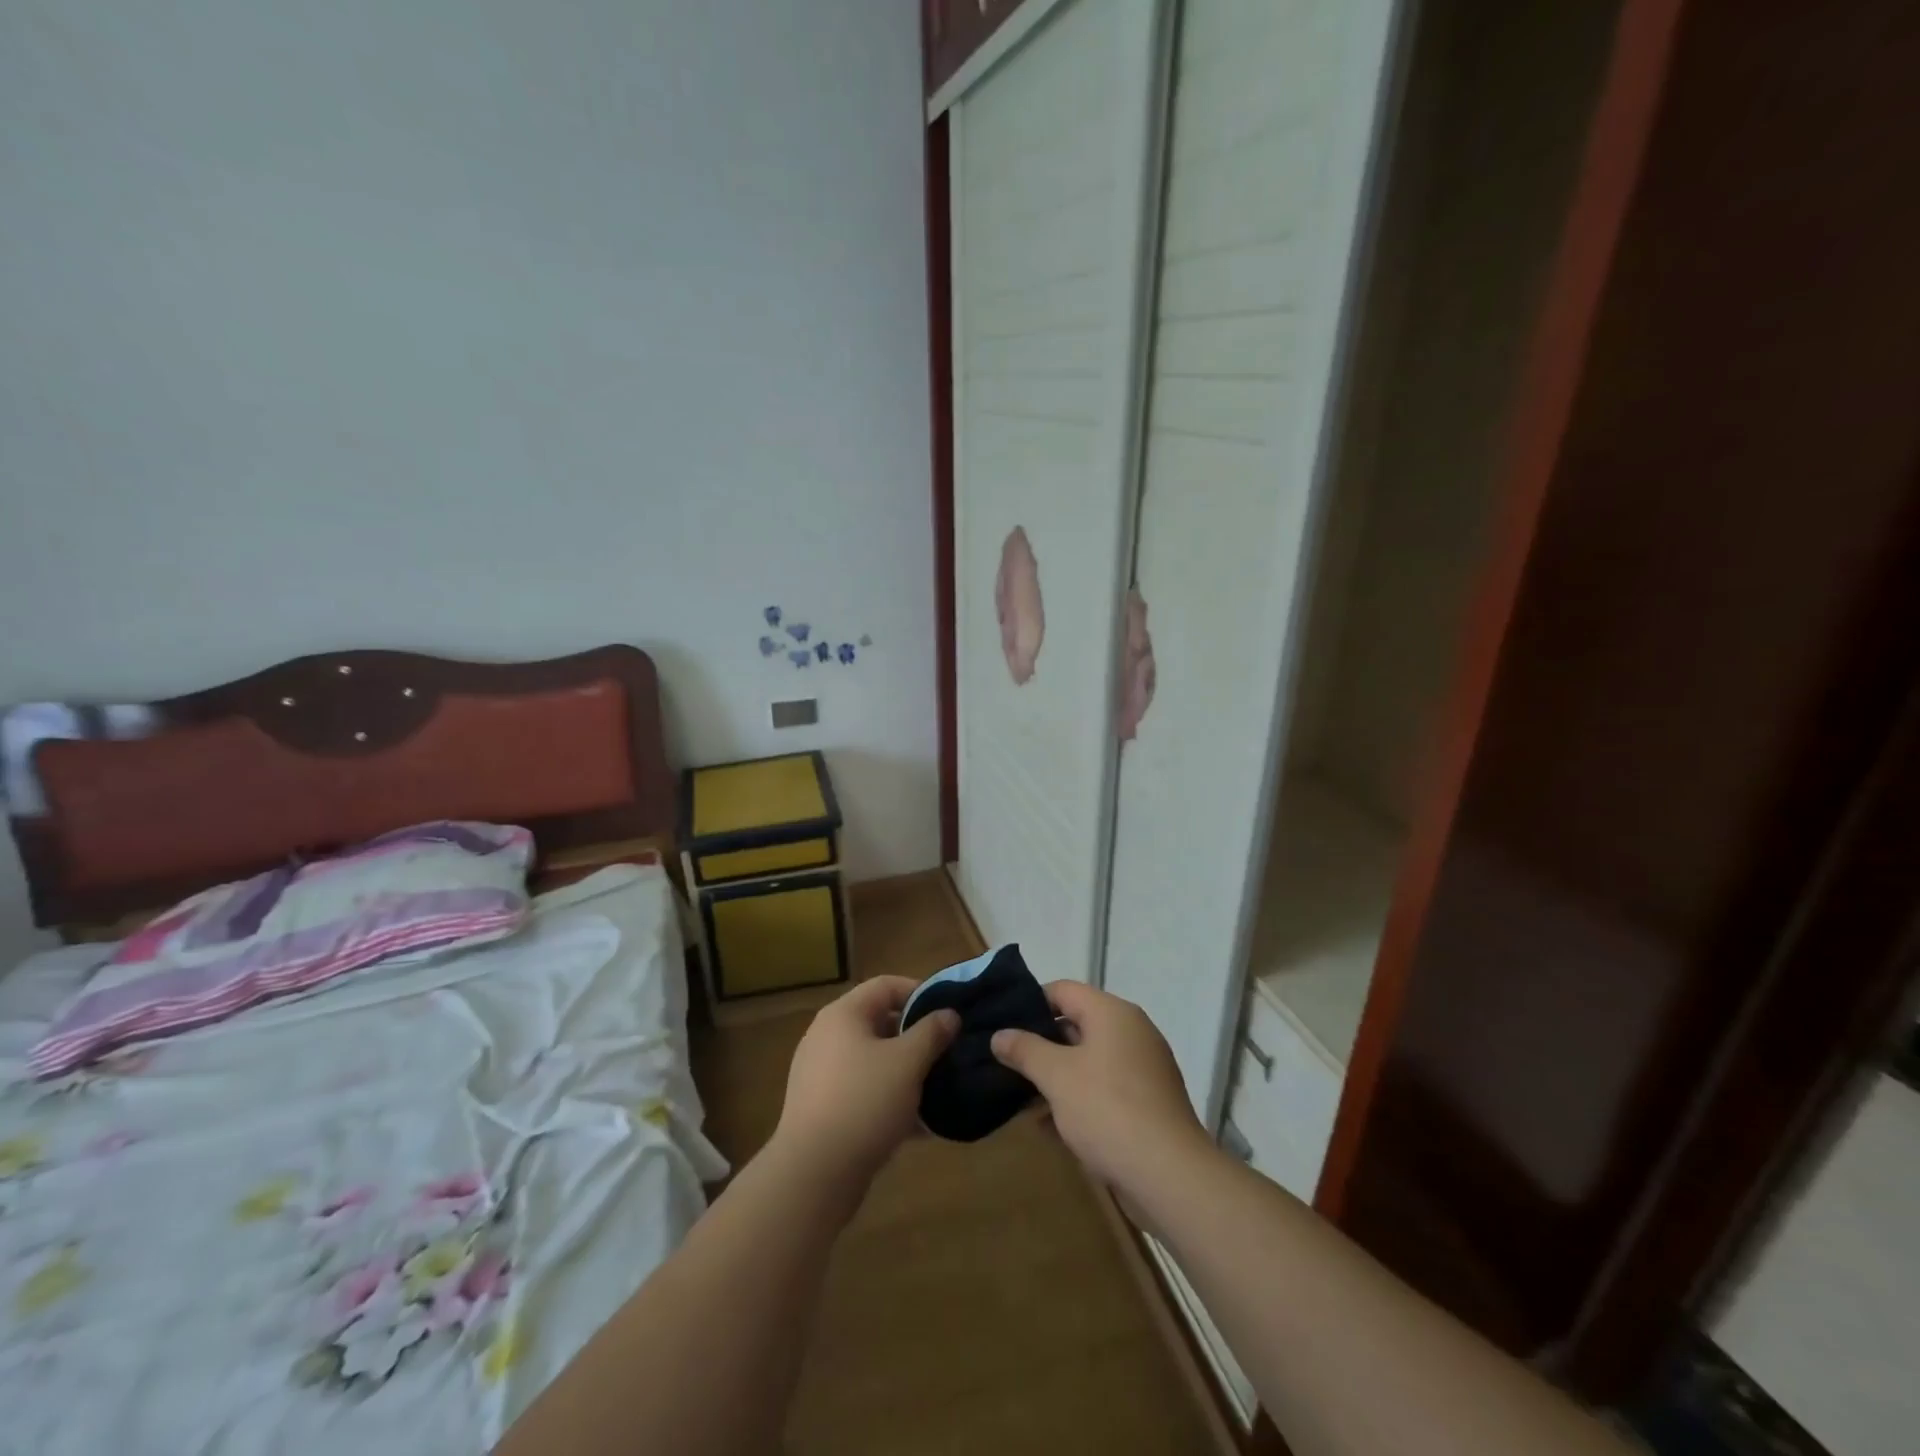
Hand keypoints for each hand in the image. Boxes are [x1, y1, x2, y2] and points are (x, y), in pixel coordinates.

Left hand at [772, 976, 959, 1188]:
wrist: (813, 1174)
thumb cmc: (864, 1102)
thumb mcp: (908, 1062)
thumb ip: (932, 1033)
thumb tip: (949, 1015)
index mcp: (843, 1015)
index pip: (886, 986)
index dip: (920, 992)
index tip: (949, 1012)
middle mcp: (827, 1037)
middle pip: (880, 1023)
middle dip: (917, 1037)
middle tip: (948, 1052)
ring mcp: (822, 1075)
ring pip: (874, 1062)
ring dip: (907, 1072)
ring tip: (939, 1089)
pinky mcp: (823, 1110)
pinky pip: (864, 1093)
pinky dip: (890, 1101)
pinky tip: (919, 1126)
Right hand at [990, 981, 1208, 1196]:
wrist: (1170, 1176)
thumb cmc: (1108, 1110)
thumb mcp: (1056, 1077)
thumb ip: (1025, 1050)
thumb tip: (999, 1035)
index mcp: (1112, 1013)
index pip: (1063, 990)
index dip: (1030, 1003)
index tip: (1003, 1027)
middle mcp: (1132, 1031)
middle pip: (1076, 1024)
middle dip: (1041, 1044)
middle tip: (1007, 1062)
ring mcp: (1143, 1068)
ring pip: (1089, 1060)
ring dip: (1057, 1075)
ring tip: (1021, 1096)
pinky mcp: (1148, 1102)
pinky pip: (1104, 1087)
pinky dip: (1078, 1097)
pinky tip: (1050, 1125)